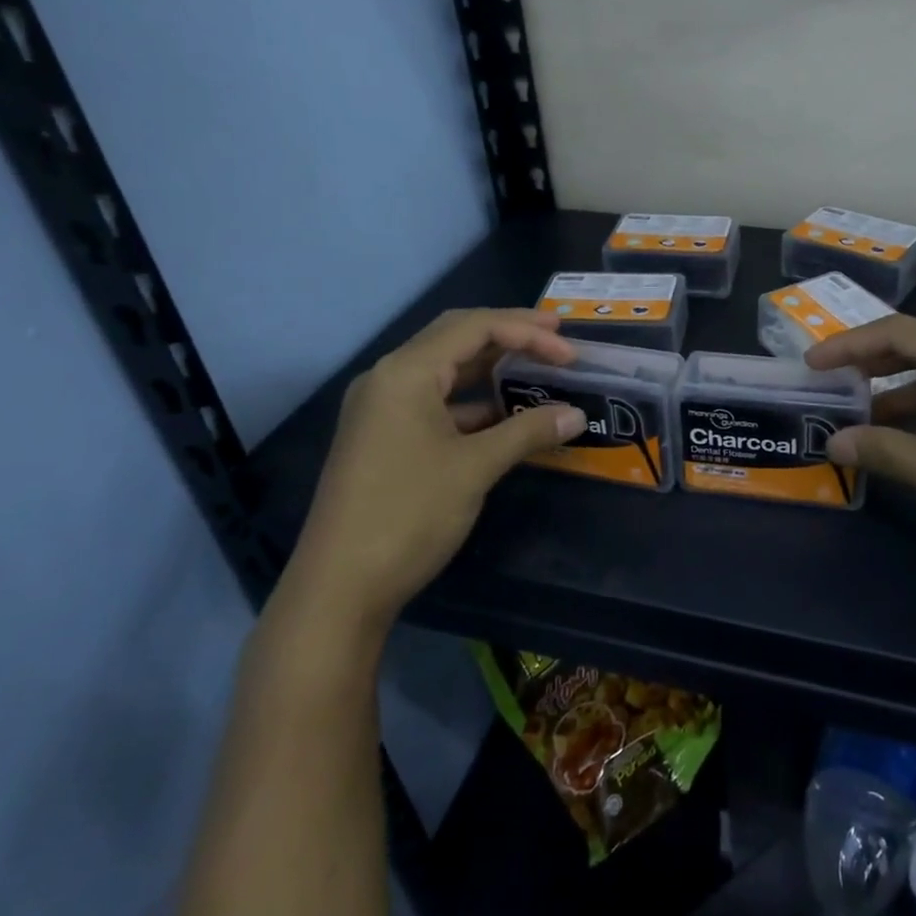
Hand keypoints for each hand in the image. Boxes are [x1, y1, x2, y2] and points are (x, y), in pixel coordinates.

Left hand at [287, 309, 585, 629]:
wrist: (339, 588)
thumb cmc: (408, 514)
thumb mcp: (475, 468)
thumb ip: (528, 431)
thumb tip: (576, 415)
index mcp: (406, 372)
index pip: (474, 326)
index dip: (528, 332)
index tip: (569, 352)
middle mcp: (389, 378)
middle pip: (457, 337)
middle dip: (510, 335)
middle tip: (557, 340)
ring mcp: (382, 408)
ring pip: (446, 370)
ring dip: (492, 369)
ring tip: (537, 372)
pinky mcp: (384, 436)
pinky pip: (436, 401)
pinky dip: (473, 402)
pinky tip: (504, 415)